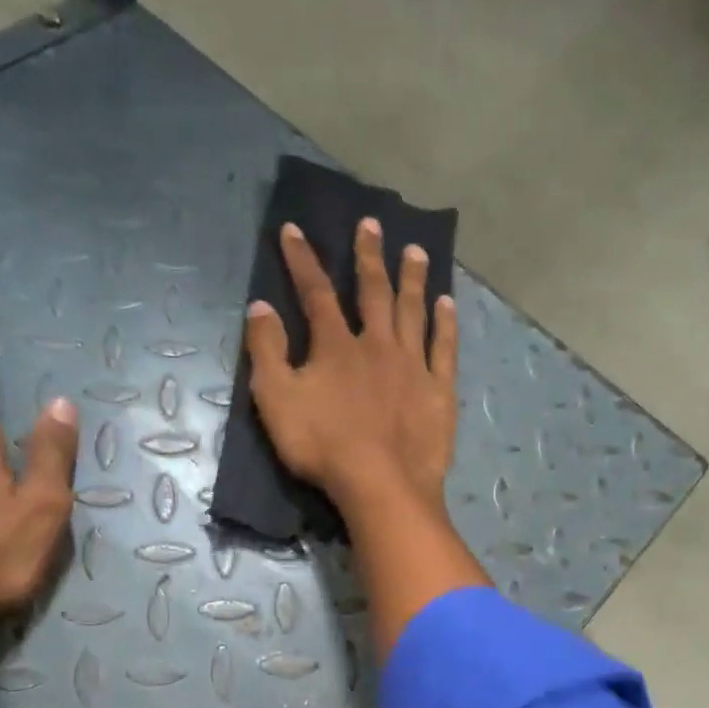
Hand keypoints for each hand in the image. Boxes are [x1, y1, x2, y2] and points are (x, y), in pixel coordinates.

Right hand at [245, 219, 458, 508]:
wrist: (381, 484)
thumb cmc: (323, 446)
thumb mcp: (276, 400)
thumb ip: (267, 352)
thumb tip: (260, 307)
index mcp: (336, 346)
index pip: (315, 292)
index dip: (302, 260)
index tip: (294, 229)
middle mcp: (378, 344)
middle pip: (373, 291)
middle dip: (369, 256)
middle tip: (372, 224)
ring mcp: (413, 366)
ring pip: (413, 311)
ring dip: (412, 279)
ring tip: (416, 251)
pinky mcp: (439, 391)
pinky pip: (445, 348)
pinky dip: (446, 324)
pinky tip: (448, 303)